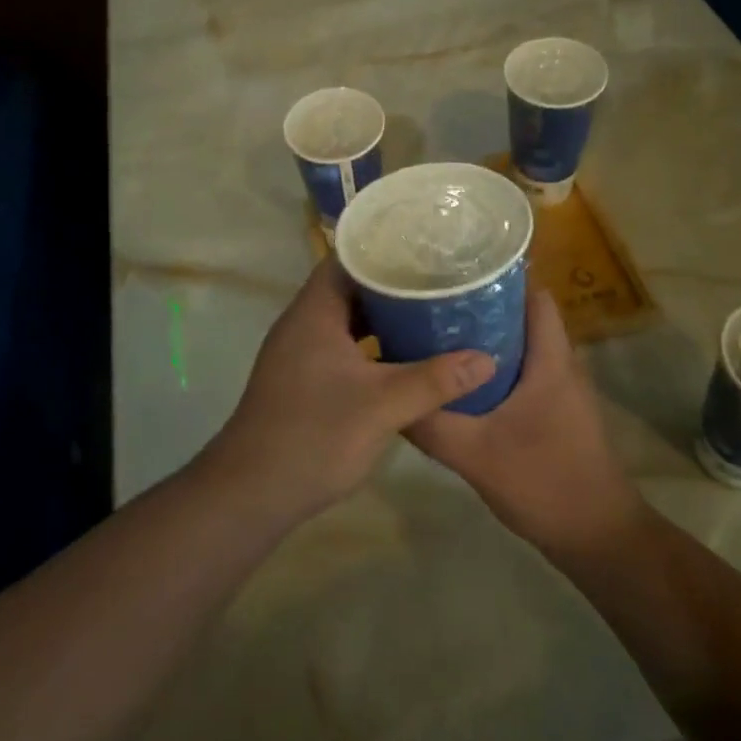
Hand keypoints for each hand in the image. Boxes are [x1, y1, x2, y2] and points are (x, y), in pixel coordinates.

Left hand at [201, 259, 495, 525]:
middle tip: (436, 281)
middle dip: (390, 284)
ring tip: (427, 313)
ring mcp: (298, 352)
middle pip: (348, 287)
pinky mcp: (301, 378)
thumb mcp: (383, 406)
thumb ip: (435, 380)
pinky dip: (369, 344)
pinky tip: (401, 357)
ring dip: (381, 316)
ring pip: (345, 319)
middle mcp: (302, 323)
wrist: (253, 492)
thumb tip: (487, 359)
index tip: (423, 248)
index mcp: (314, 312)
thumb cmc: (315, 435)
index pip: (347, 259)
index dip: (383, 249)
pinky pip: (340, 345)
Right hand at [407, 289, 642, 555]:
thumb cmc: (546, 484)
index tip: (456, 271)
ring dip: (485, 338)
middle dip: (481, 305)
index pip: (534, 295)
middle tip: (433, 302)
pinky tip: (458, 381)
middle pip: (522, 316)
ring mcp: (561, 391)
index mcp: (551, 360)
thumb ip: (431, 424)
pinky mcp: (555, 413)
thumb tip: (386, 395)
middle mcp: (561, 366)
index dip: (500, 277)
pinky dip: (492, 367)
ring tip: (438, 333)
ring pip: (520, 346)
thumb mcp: (476, 455)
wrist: (600, 541)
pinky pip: (521, 372)